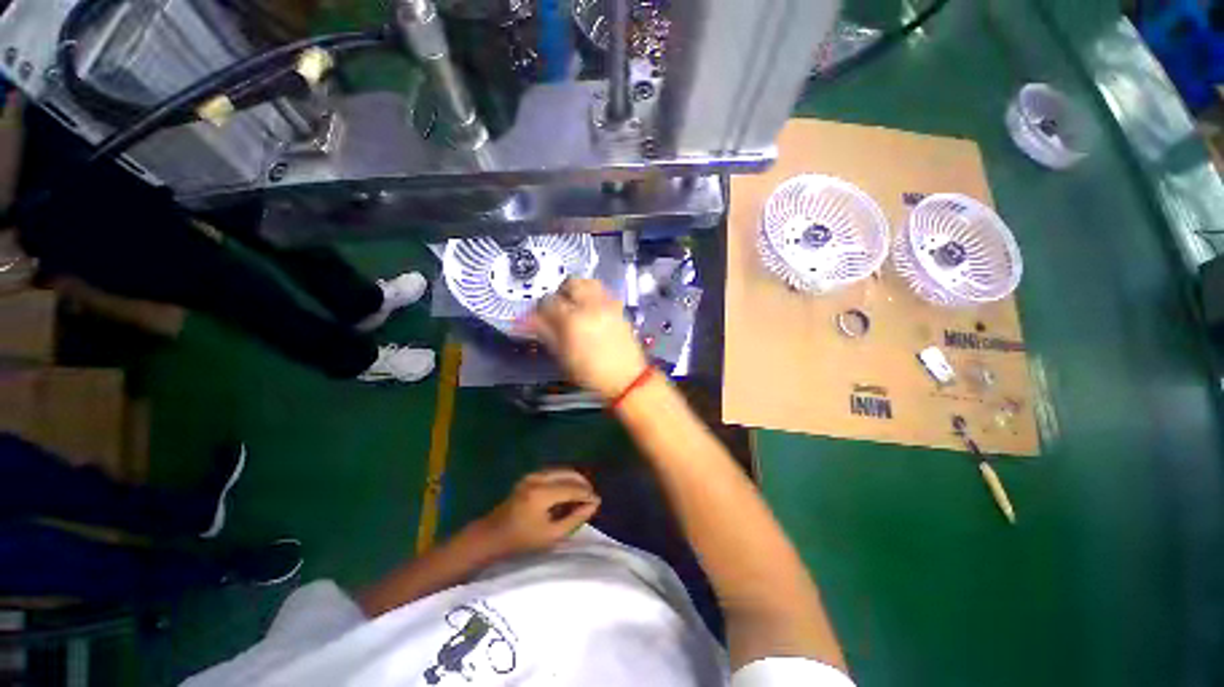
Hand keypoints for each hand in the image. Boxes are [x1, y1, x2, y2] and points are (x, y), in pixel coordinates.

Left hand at [475, 469, 600, 555]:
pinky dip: (565, 479)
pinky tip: (569, 491)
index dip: (587, 494)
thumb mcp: (551, 535)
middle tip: (591, 498)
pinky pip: (554, 472)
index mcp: (541, 494)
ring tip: (582, 495)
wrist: (492, 535)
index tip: (598, 502)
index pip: (572, 488)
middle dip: (583, 484)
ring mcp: (532, 475)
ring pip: (562, 470)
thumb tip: (593, 504)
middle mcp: (537, 478)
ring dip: (575, 480)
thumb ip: (575, 518)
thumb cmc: (521, 541)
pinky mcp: (530, 475)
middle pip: (568, 474)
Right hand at [524, 279, 647, 399]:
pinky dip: (594, 295)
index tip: (538, 317)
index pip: (549, 301)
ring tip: (575, 305)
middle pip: (572, 283)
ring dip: (579, 289)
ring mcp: (608, 305)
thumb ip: (546, 333)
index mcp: (573, 319)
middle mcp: (591, 305)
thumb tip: (528, 321)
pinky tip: (592, 311)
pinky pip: (604, 292)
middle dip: (561, 292)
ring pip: (590, 282)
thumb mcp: (563, 356)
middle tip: (557, 307)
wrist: (627, 378)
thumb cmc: (591, 373)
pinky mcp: (619, 308)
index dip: (540, 308)